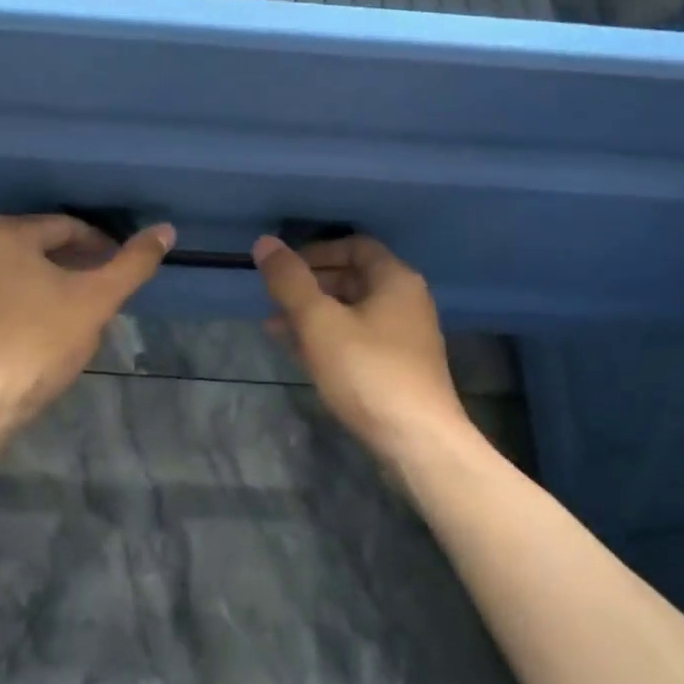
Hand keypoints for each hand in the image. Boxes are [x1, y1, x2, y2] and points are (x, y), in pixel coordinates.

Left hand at [0, 214, 173, 436]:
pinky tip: (31, 333)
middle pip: (38, 247)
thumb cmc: (38, 344)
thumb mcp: (96, 301)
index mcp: (5, 233)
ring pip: (12, 272)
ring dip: (43, 284)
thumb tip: (165, 230)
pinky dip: (14, 303)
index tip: (119, 272)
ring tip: (68, 315)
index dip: (101, 247)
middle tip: (98, 295)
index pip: (68, 227)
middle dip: (72, 266)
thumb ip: (133, 263)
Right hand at [254, 234, 469, 460]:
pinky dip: (329, 338)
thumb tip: (265, 242)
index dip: (317, 251)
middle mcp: (406, 302)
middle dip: (310, 285)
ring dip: (314, 314)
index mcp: (395, 280)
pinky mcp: (399, 369)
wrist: (418, 442)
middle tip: (274, 298)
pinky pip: (358, 340)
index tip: (284, 268)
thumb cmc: (368, 371)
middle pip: (353, 278)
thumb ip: (290, 281)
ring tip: (275, 326)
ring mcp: (405, 338)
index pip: (355, 246)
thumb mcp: (319, 321)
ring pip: (352, 312)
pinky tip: (300, 353)